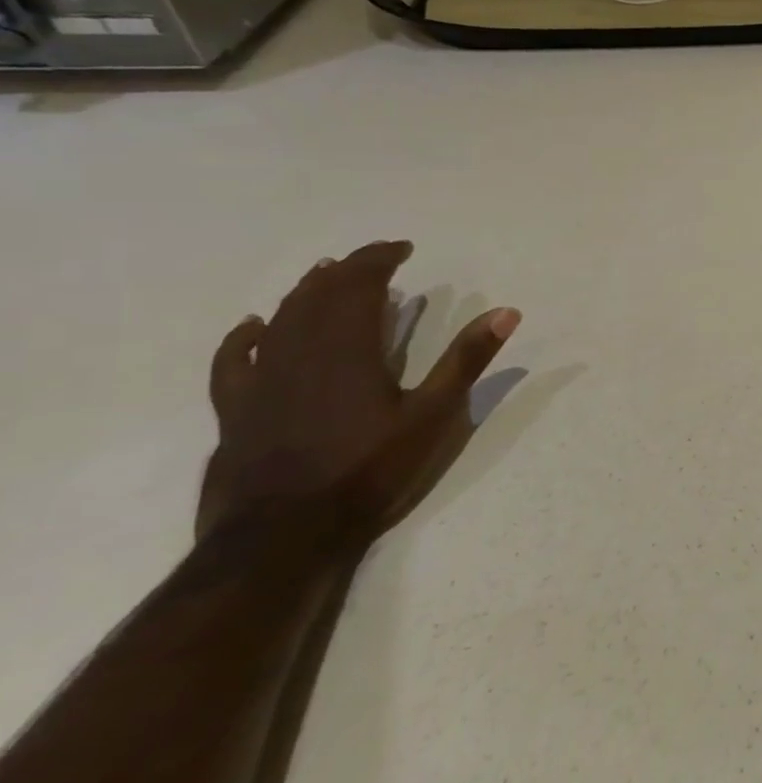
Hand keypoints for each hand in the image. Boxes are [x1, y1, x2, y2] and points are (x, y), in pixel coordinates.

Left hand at [198, 241, 520, 547]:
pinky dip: (245, 336)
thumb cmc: (370, 470)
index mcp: (349, 350)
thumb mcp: (434, 415)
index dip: (380, 260)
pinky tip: (253, 326)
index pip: (360, 286)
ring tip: (323, 275)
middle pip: (318, 296)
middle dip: (347, 270)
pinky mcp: (237, 408)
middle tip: (373, 260)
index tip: (403, 248)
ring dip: (305, 293)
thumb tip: (507, 312)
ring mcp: (262, 380)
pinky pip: (234, 359)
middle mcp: (300, 353)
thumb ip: (466, 360)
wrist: (285, 533)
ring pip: (280, 319)